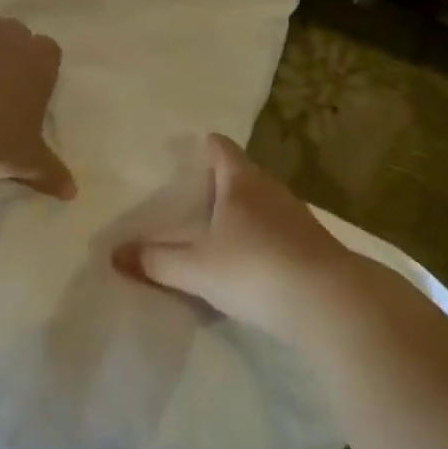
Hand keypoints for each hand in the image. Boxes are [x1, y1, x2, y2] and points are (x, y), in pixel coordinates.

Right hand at [117, 134, 355, 341]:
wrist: (332, 303)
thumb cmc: (255, 269)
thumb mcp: (197, 268)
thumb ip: (157, 261)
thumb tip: (115, 253)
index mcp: (240, 181)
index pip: (221, 148)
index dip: (206, 145)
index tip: (192, 148)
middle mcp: (271, 189)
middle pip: (244, 174)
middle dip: (224, 180)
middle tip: (198, 193)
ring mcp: (299, 216)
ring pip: (266, 202)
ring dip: (247, 210)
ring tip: (224, 227)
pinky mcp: (316, 245)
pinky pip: (283, 230)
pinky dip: (267, 236)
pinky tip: (257, 259)